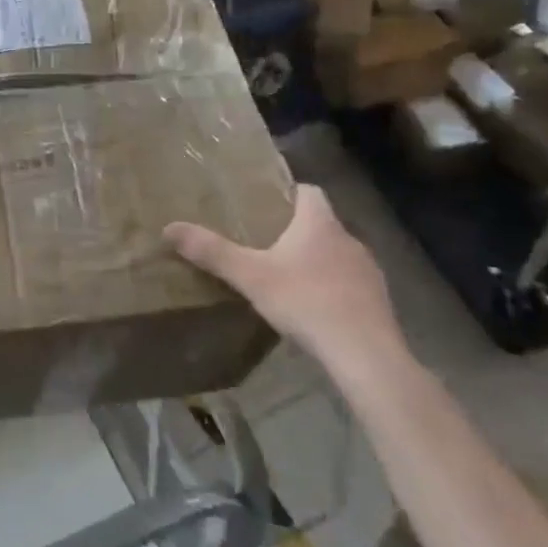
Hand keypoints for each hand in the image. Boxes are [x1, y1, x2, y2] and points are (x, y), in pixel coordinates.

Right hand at [165, 185, 405, 378]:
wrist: (366, 355)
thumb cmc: (306, 302)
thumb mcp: (250, 276)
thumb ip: (212, 251)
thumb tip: (168, 228)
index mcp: (319, 224)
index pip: (310, 191)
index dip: (290, 193)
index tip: (266, 204)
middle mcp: (349, 240)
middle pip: (321, 224)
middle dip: (296, 231)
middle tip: (264, 243)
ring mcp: (369, 272)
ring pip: (337, 255)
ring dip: (315, 261)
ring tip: (286, 277)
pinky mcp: (378, 302)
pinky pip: (349, 284)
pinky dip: (332, 289)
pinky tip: (312, 309)